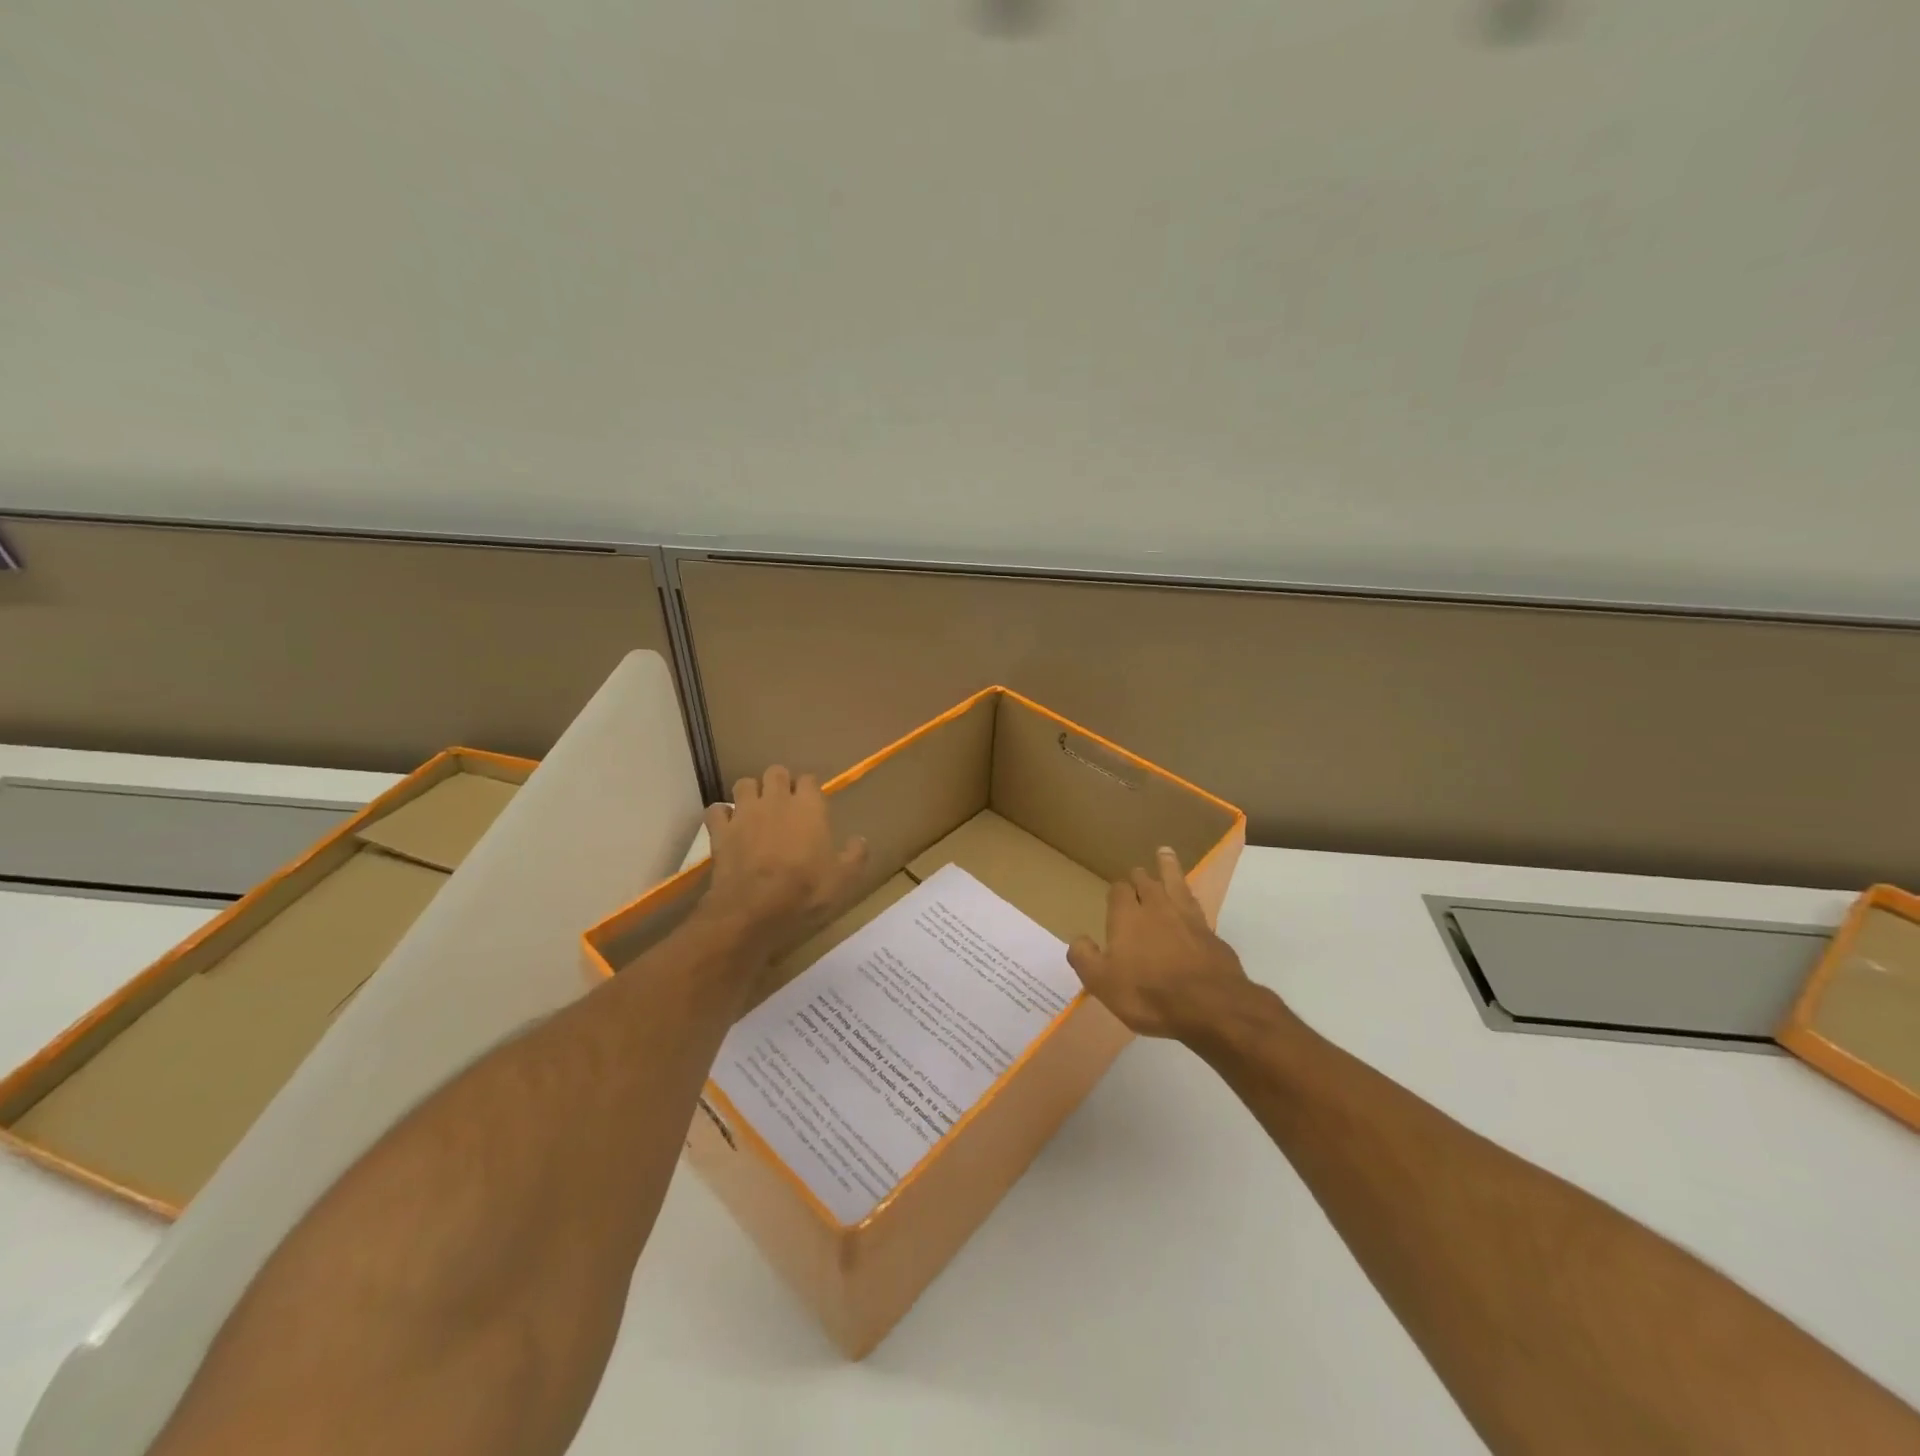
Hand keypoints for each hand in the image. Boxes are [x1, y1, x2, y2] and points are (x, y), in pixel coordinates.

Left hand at [697, 767, 867, 962]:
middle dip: (779, 782)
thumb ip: (855, 855)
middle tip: (784, 803)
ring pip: (744, 784)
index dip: (810, 789)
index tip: (812, 804)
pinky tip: (728, 826)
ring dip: (750, 793)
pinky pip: (716, 810)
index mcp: (809, 807)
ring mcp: (744, 813)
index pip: (809, 779)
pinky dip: (721, 815)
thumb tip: (860, 840)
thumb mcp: (843, 878)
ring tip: (755, 810)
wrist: (754, 910)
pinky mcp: (720, 831)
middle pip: (775, 772)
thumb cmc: (805, 891)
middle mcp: (776, 800)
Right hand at [1067, 847, 1250, 1040]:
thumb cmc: (1148, 994)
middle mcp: (1156, 907)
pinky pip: (1196, 905)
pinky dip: (1190, 897)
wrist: (1209, 1005)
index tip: (1115, 894)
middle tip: (1137, 873)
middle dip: (1139, 876)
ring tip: (1165, 852)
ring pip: (1175, 882)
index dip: (1117, 891)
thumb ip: (1085, 957)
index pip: (1119, 891)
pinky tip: (1190, 901)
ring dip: (1168, 867)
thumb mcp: (1102, 982)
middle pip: (1146, 882)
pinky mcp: (1210, 933)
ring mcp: (1187, 917)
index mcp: (1126, 916)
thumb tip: (1077, 938)